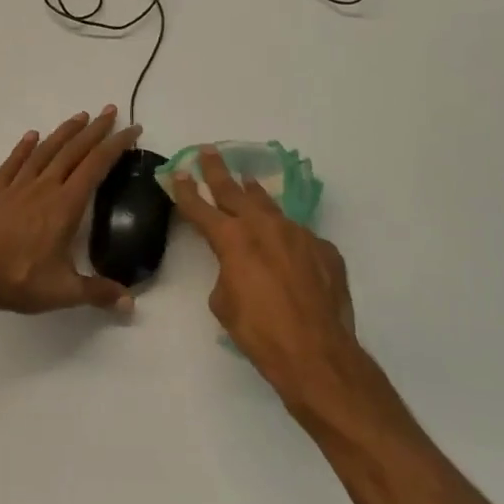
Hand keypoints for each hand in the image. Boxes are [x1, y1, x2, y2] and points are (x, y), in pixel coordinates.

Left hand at [0, 108, 141, 316]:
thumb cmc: (16, 280)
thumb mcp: (62, 291)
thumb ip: (98, 293)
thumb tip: (131, 304)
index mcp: (65, 206)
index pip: (96, 166)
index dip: (115, 146)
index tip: (132, 129)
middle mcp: (43, 188)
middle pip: (73, 151)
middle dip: (95, 130)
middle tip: (111, 111)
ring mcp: (17, 188)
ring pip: (45, 151)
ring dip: (64, 132)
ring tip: (80, 116)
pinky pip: (12, 164)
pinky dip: (24, 148)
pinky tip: (31, 136)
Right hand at [171, 148, 366, 415]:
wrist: (316, 351)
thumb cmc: (259, 332)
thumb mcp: (225, 304)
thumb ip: (227, 274)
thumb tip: (239, 268)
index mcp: (233, 240)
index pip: (201, 208)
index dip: (186, 191)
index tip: (179, 172)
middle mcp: (265, 227)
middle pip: (235, 192)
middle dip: (218, 171)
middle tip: (209, 152)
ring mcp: (298, 234)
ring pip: (271, 207)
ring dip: (255, 195)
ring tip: (247, 181)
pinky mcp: (324, 249)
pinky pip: (299, 236)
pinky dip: (287, 237)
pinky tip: (287, 249)